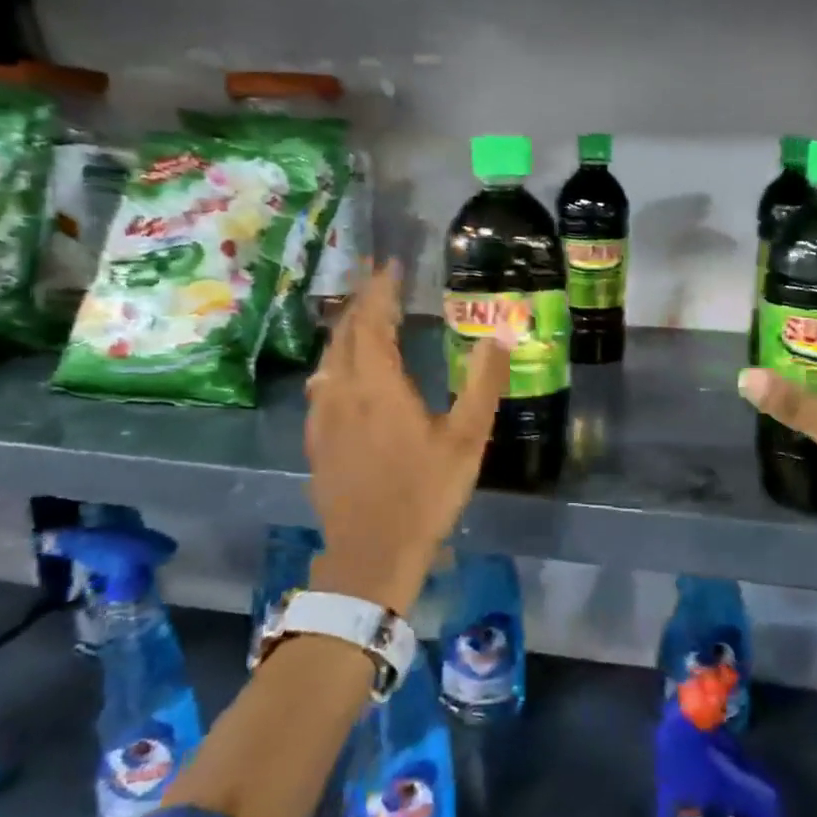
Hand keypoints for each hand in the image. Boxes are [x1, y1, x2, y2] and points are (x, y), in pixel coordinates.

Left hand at [304, 264, 510, 610]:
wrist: (372, 552)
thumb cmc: (425, 492)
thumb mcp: (467, 438)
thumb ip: (484, 383)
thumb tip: (499, 334)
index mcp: (378, 384)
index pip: (372, 321)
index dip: (380, 289)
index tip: (390, 264)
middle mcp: (343, 391)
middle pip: (345, 333)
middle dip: (360, 301)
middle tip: (377, 280)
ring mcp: (324, 417)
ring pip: (329, 358)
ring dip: (345, 330)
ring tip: (363, 317)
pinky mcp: (317, 440)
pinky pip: (322, 385)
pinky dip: (336, 362)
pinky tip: (343, 372)